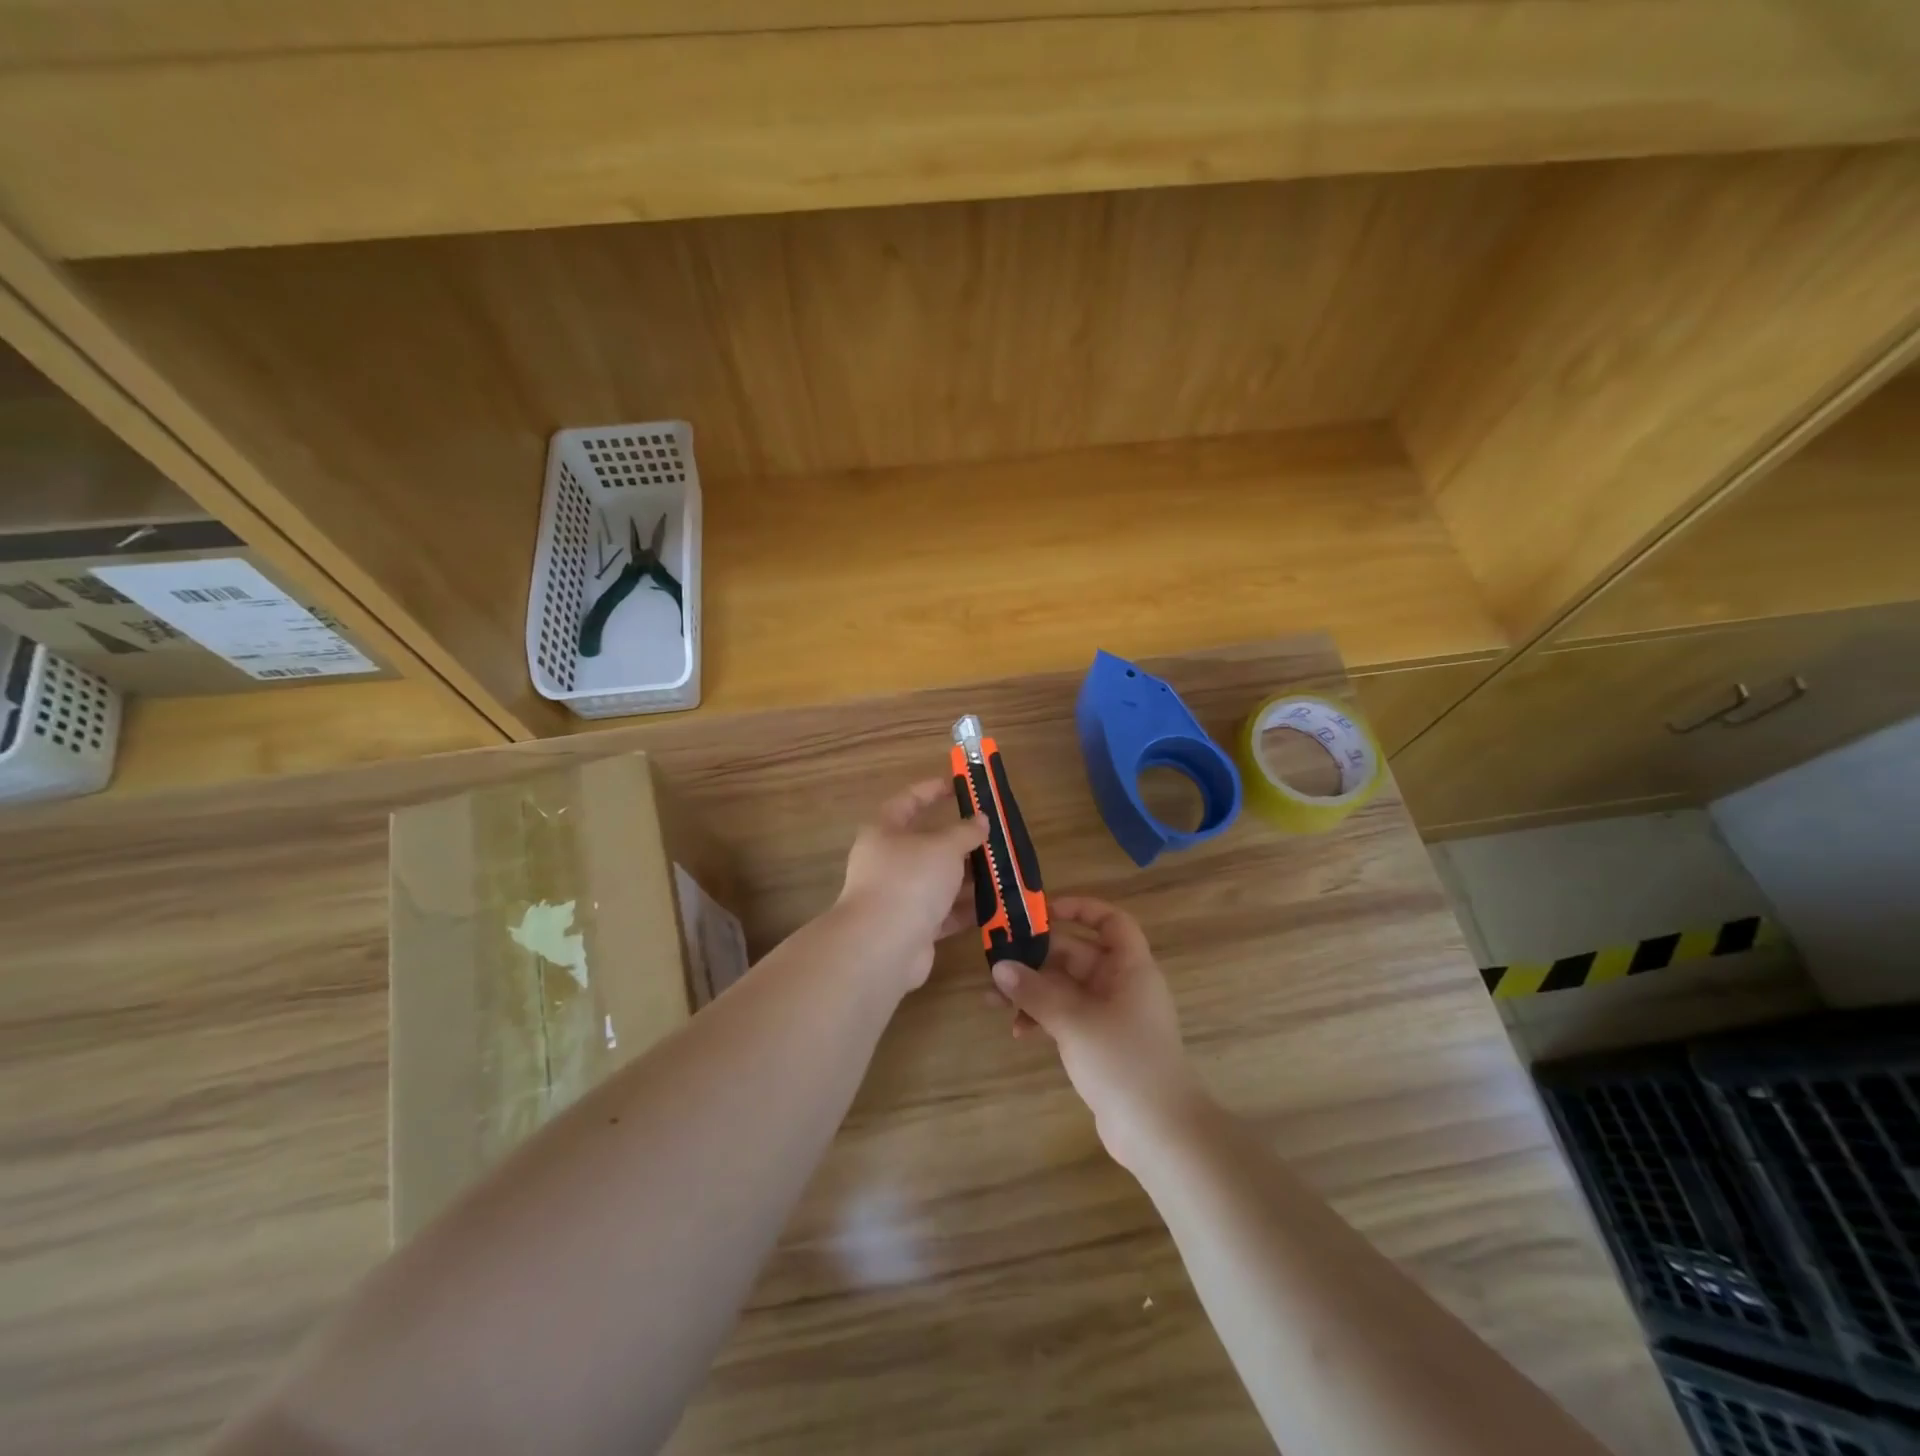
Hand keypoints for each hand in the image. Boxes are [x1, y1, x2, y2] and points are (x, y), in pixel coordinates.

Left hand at [837, 778, 988, 992]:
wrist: (883, 946)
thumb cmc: (909, 880)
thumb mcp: (943, 847)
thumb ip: (964, 832)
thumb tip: (980, 820)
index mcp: (884, 832)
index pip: (908, 801)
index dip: (931, 791)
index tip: (958, 786)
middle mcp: (888, 862)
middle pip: (928, 845)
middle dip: (961, 842)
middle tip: (994, 837)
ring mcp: (899, 897)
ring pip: (939, 881)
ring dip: (969, 877)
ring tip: (1003, 871)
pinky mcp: (913, 929)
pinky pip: (944, 913)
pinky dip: (967, 909)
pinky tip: (996, 905)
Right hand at [990, 897, 1211, 1169]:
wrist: (1160, 1133)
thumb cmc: (1123, 1061)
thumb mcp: (1074, 1021)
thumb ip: (1035, 992)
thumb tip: (999, 967)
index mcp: (1129, 967)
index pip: (1110, 921)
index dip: (1080, 908)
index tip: (1041, 911)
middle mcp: (1122, 984)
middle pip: (1077, 955)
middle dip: (1036, 959)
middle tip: (997, 963)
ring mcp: (1111, 1016)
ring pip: (1066, 989)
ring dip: (1032, 992)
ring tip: (993, 1002)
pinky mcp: (1101, 1044)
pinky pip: (1067, 1017)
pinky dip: (1043, 1019)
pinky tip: (1018, 1032)